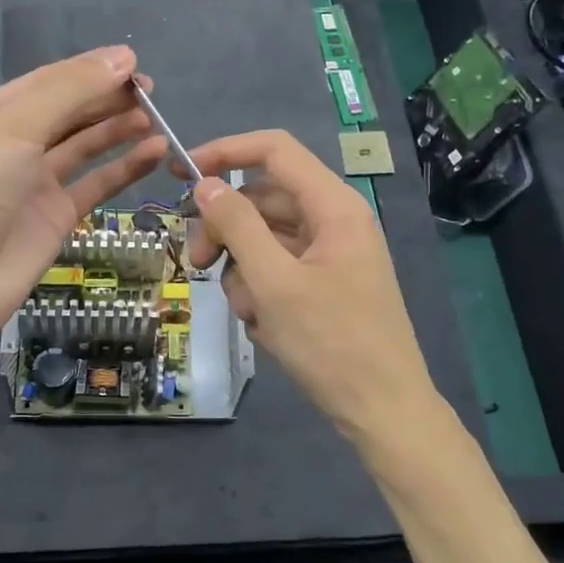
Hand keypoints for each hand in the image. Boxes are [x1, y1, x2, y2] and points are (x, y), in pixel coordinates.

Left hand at [0, 45, 166, 345]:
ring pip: (83, 146)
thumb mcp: (14, 127)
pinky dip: (124, 168)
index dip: (91, 70)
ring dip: (117, 130)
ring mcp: (34, 182)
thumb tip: (123, 57)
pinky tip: (154, 153)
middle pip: (68, 111)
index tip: (135, 63)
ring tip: (156, 118)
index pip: (48, 81)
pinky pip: (95, 184)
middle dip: (107, 99)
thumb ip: (70, 90)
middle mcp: (10, 144)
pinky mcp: (55, 217)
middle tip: (152, 93)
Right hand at [189, 130, 440, 446]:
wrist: (383, 411)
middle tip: (197, 265)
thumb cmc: (331, 343)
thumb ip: (236, 226)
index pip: (274, 150)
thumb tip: (204, 185)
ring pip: (265, 238)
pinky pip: (279, 268)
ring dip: (242, 269)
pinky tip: (264, 324)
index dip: (225, 152)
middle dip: (225, 229)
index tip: (180, 173)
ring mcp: (330, 253)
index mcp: (334, 205)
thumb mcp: (274, 282)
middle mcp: (334, 220)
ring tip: (248, 312)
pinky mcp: (325, 283)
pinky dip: (261, 289)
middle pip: (263, 199)